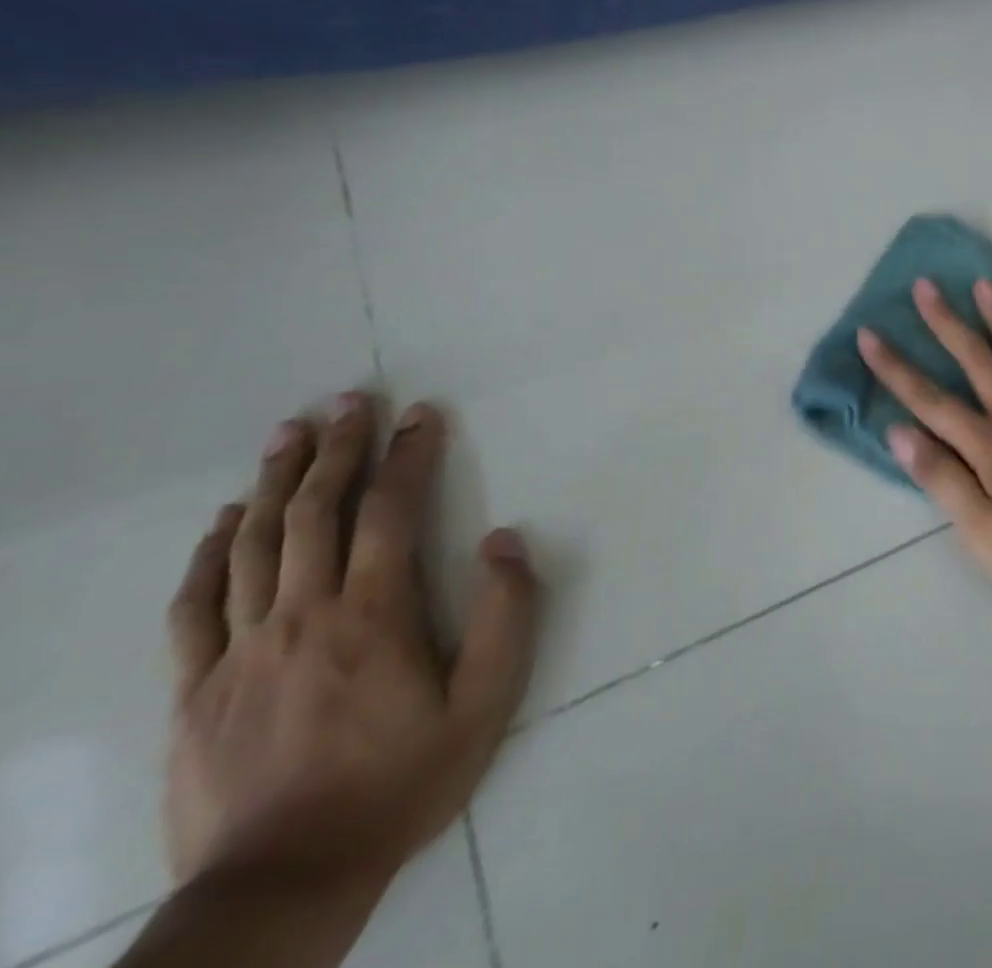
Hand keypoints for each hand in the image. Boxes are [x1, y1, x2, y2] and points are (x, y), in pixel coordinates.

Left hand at [165, 395, 538, 893]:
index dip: (408, 454)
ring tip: (290, 432)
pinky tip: (225, 520)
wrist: (284, 882)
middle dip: (338, 448)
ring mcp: (240, 651)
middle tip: (350, 400)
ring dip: (275, 480)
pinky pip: (196, 606)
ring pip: (253, 545)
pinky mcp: (197, 689)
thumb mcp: (486, 702)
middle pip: (315, 513)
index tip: (421, 413)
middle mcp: (303, 615)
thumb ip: (505, 616)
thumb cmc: (402, 781)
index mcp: (373, 614)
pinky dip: (210, 553)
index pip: (390, 511)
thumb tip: (502, 541)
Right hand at [857, 278, 991, 613]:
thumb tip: (899, 432)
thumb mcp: (980, 531)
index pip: (930, 400)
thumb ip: (941, 477)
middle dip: (947, 323)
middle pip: (977, 362)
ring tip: (985, 284)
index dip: (896, 368)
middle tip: (926, 286)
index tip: (869, 334)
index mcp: (988, 445)